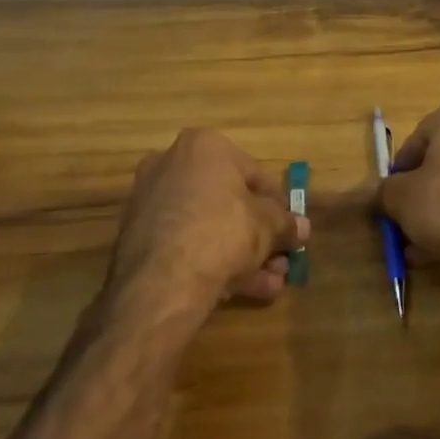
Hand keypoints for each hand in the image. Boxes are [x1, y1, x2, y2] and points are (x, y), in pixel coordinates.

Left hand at [104, 128, 306, 318]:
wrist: (161, 283)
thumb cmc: (223, 231)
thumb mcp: (268, 226)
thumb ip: (286, 224)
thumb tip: (302, 228)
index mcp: (204, 146)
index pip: (253, 173)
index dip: (277, 204)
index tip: (289, 227)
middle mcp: (171, 165)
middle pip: (227, 202)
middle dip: (258, 235)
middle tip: (279, 259)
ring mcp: (150, 203)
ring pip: (207, 227)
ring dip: (241, 254)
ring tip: (269, 284)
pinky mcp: (137, 239)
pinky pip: (185, 245)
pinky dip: (211, 262)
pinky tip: (239, 292)